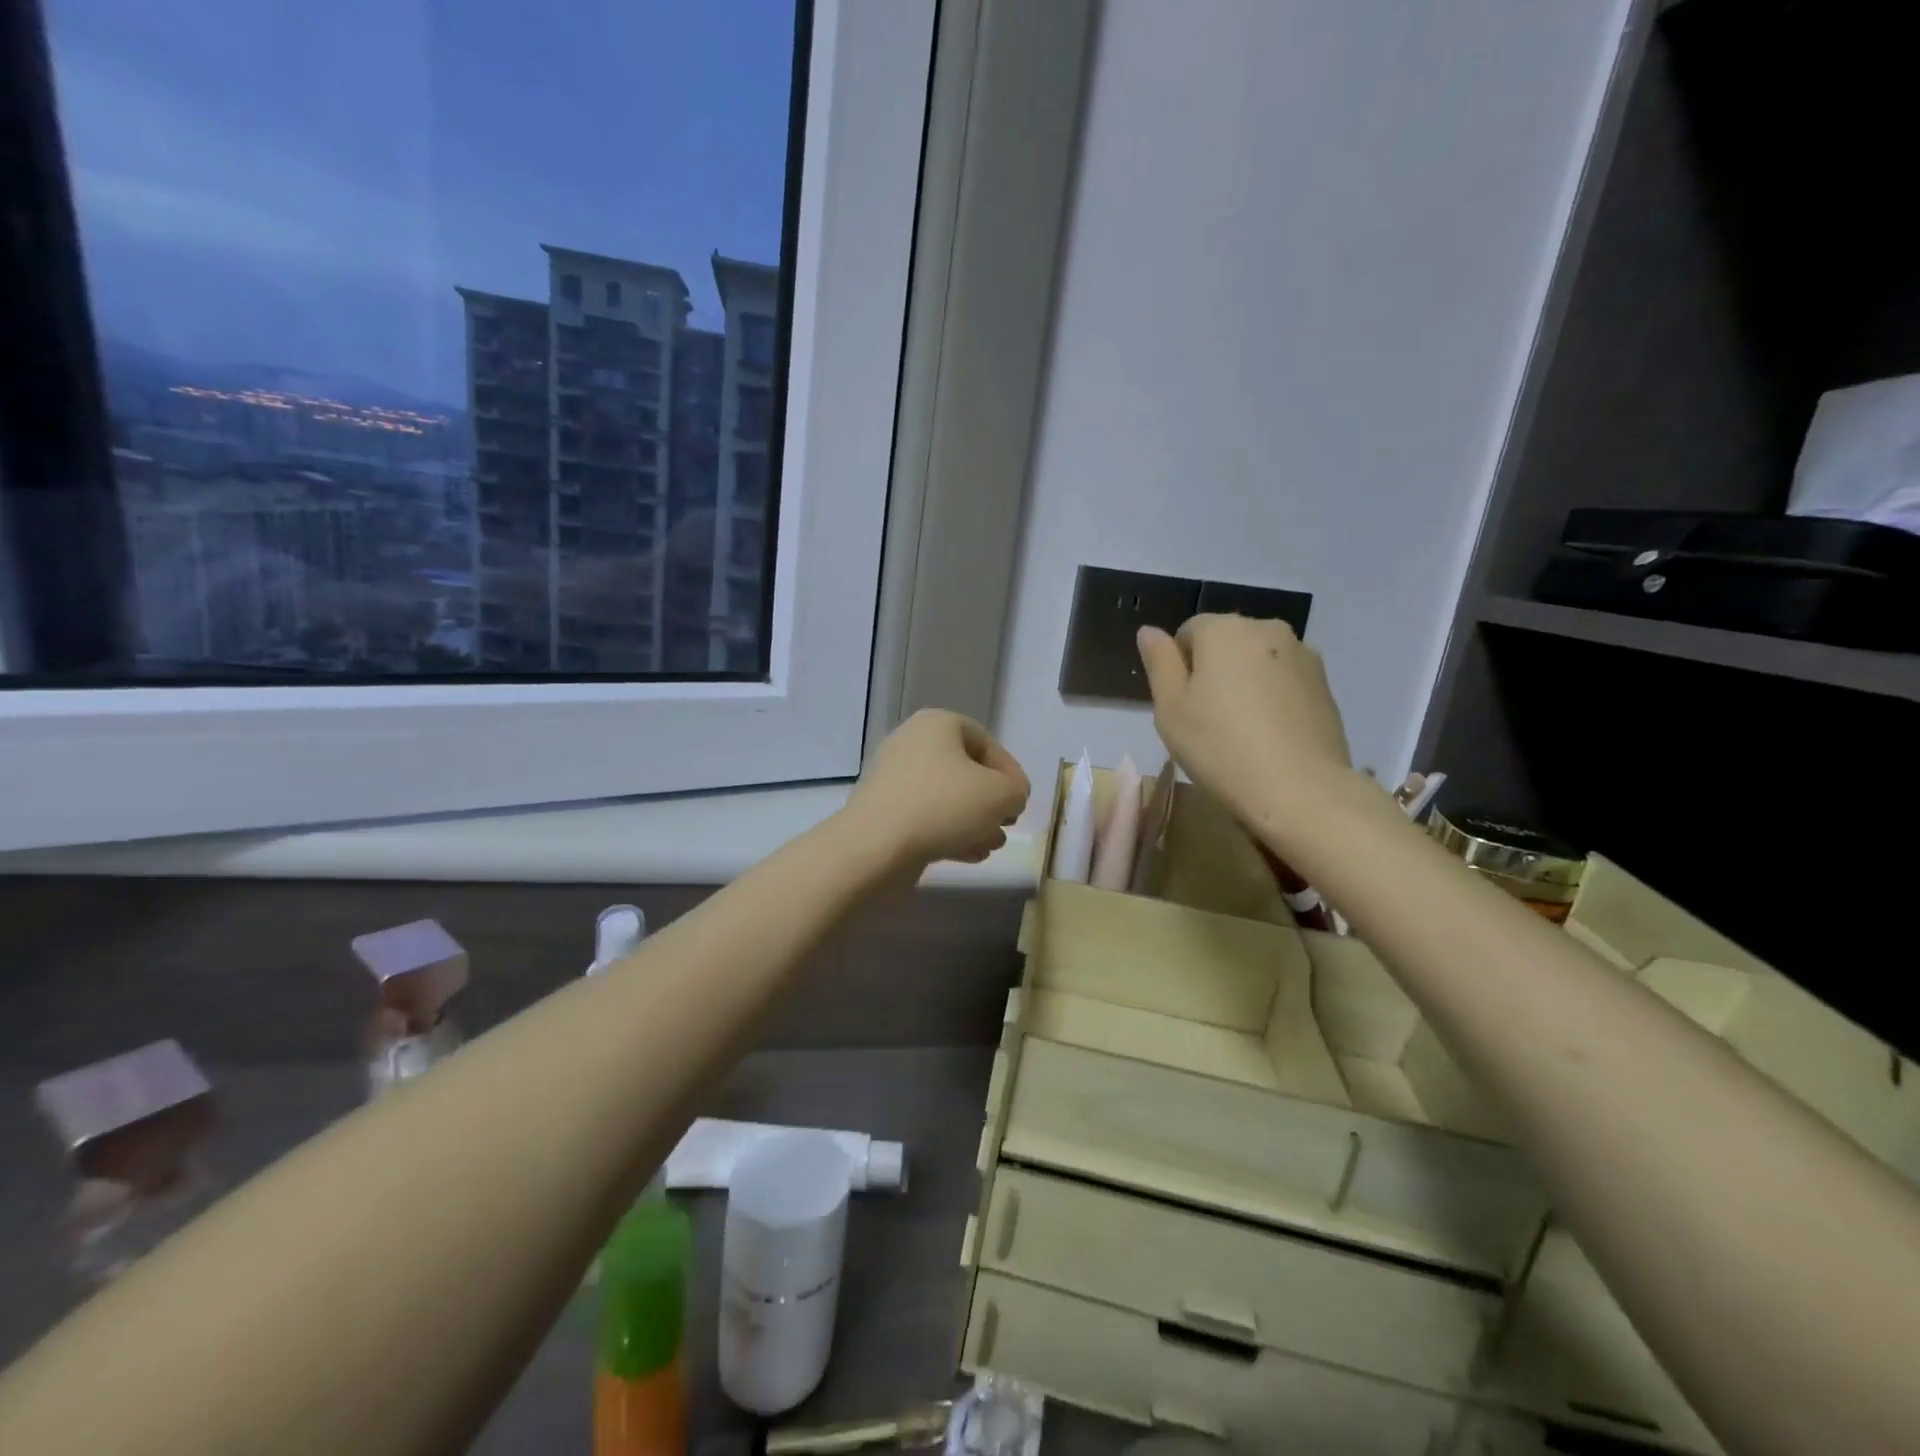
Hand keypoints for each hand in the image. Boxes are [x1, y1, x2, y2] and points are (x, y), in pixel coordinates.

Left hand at [844, 710, 1030, 868]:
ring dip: (974, 821)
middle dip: (991, 801)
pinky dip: (949, 832)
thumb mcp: (1001, 794)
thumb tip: (1008, 797)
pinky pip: (925, 816)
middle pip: (965, 771)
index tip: (1021, 802)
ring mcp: (893, 778)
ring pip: (946, 797)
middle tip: (1006, 824)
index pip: (987, 743)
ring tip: (991, 845)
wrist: (876, 845)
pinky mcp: (883, 810)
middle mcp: (912, 743)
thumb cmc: (944, 806)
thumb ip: (1015, 791)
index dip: (1010, 773)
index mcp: (938, 724)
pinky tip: (969, 855)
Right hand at [1137, 615, 1352, 825]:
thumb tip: (1149, 631)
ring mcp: (1303, 654)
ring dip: (1245, 682)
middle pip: (1226, 642)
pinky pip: (1284, 680)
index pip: (1188, 632)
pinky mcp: (1325, 683)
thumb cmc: (1220, 747)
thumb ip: (1159, 662)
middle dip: (1214, 670)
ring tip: (1243, 730)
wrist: (1300, 789)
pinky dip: (1272, 697)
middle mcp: (1266, 628)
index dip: (1179, 667)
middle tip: (1208, 720)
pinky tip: (1270, 735)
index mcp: (1224, 629)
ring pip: (1257, 661)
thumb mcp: (1170, 709)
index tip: (1183, 706)